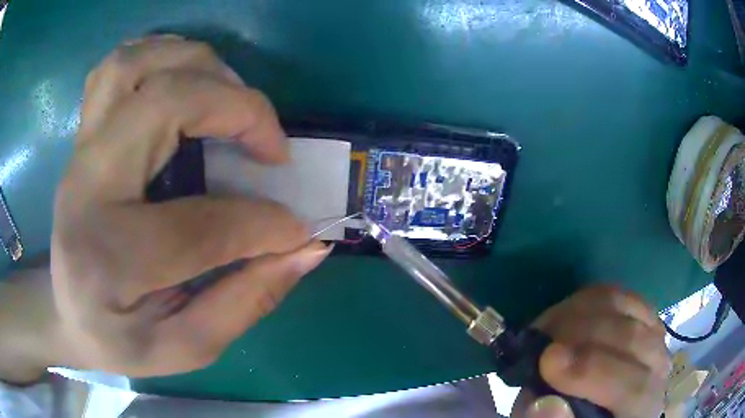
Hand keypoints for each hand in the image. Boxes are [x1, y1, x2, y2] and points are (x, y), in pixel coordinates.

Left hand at [50, 36, 330, 376]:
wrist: (65, 311)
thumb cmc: (119, 339)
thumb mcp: (184, 347)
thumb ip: (245, 303)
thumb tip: (307, 249)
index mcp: (108, 259)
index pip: (200, 226)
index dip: (265, 225)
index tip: (299, 230)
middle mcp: (88, 187)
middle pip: (164, 102)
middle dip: (237, 109)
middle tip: (272, 145)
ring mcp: (81, 151)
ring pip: (137, 65)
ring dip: (199, 65)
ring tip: (233, 98)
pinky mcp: (84, 135)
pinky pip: (118, 66)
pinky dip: (161, 55)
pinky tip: (188, 78)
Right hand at [512, 286, 669, 417]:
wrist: (600, 408)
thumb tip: (546, 405)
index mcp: (643, 409)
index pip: (634, 388)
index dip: (593, 372)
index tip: (547, 360)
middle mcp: (659, 369)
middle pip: (632, 338)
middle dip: (580, 334)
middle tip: (537, 338)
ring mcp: (654, 335)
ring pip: (625, 307)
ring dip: (580, 311)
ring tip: (547, 326)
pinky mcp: (643, 314)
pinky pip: (619, 295)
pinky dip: (589, 300)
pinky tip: (568, 315)